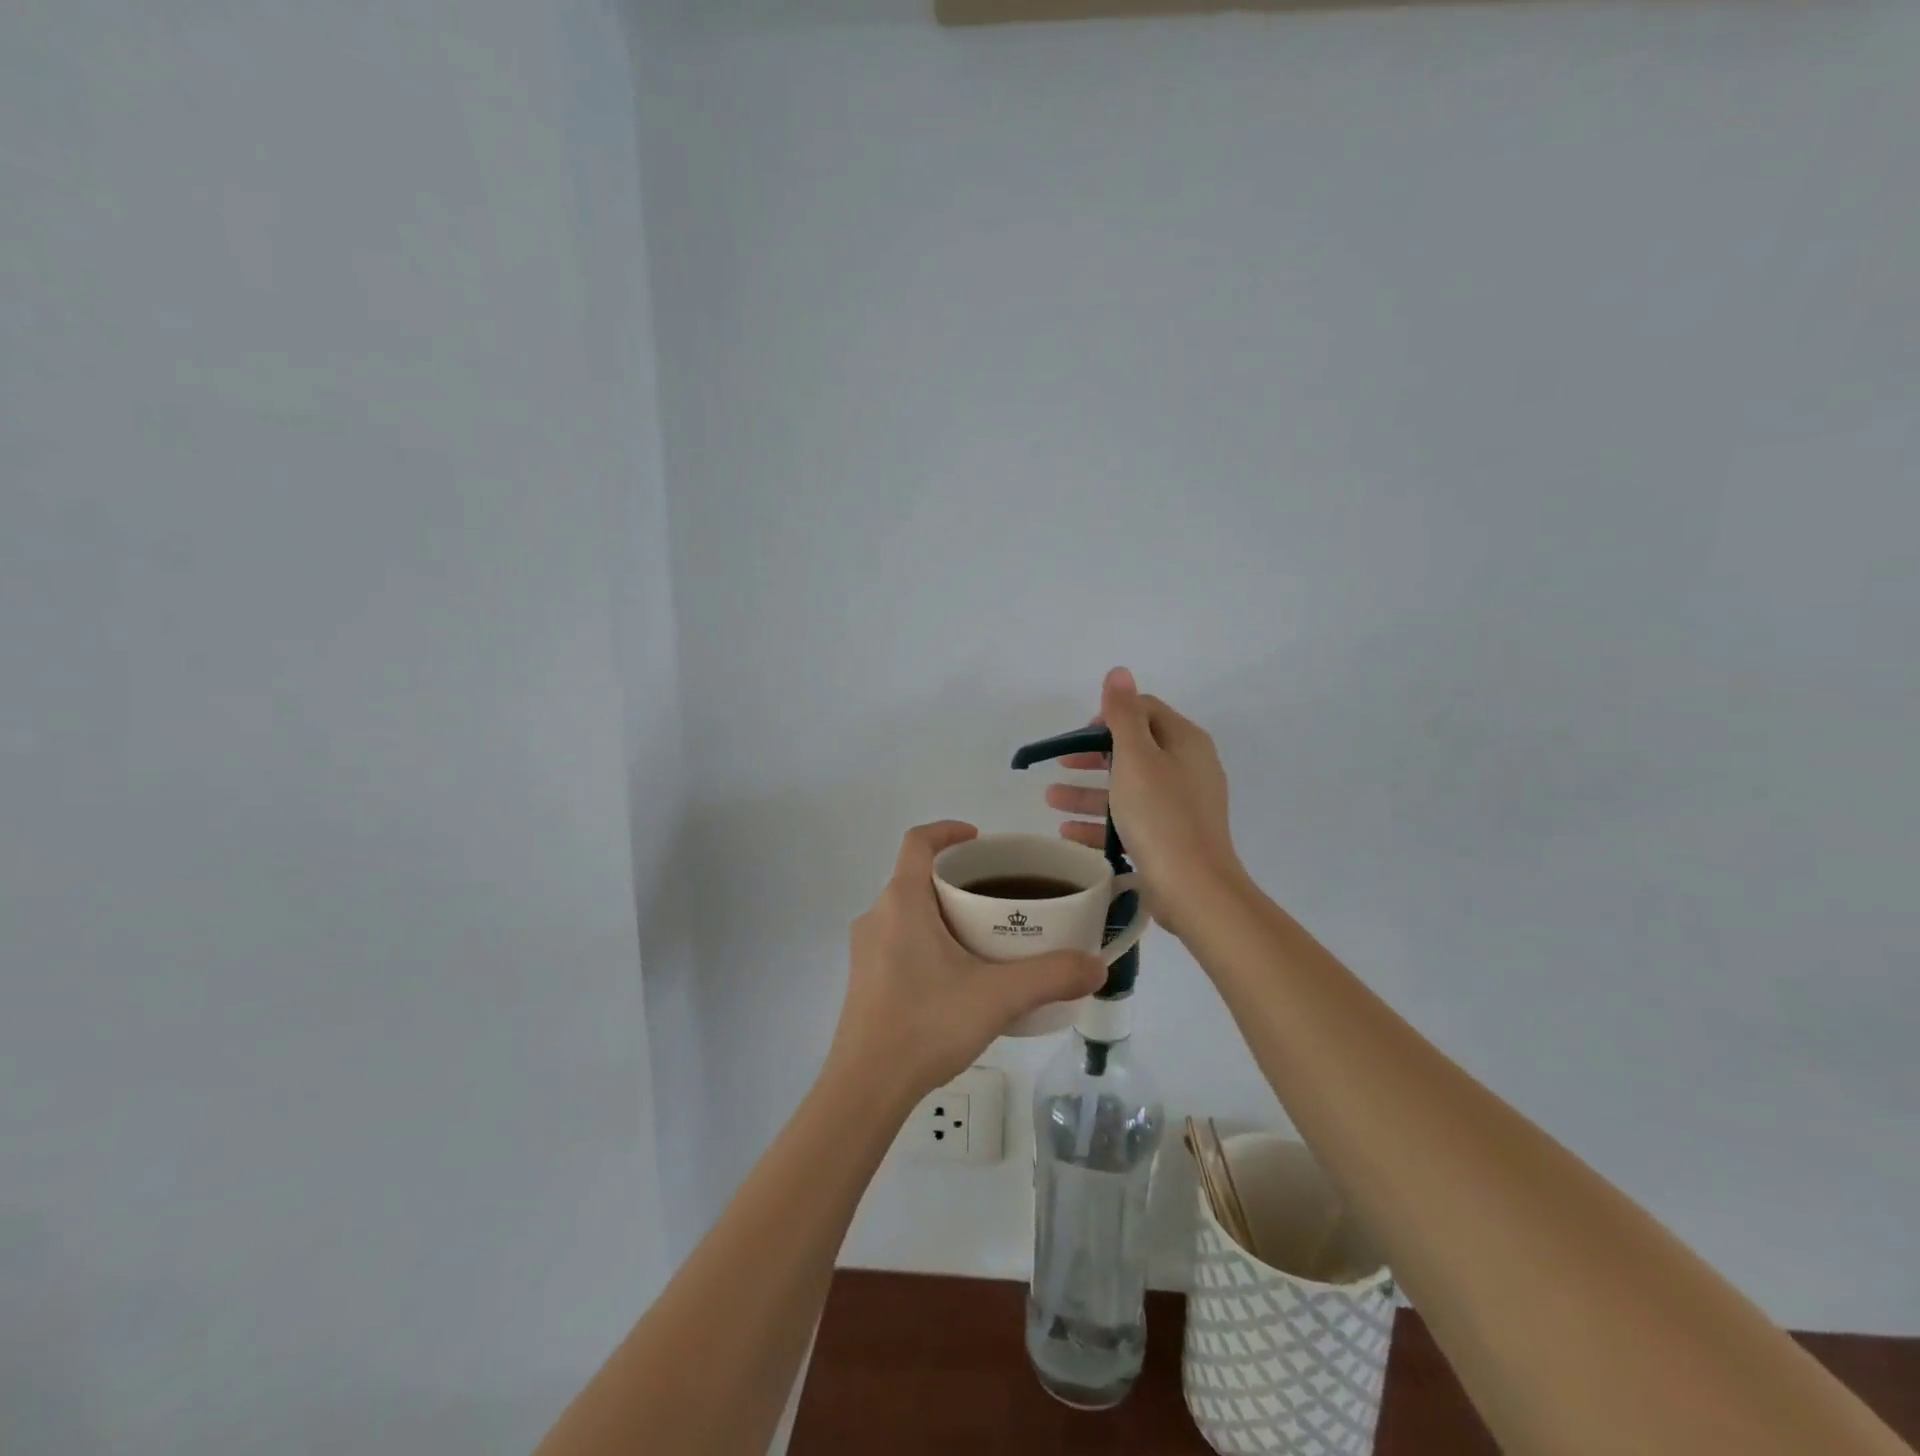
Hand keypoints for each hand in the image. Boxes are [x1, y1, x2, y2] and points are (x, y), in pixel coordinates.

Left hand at [828, 822, 1105, 1100]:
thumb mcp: (998, 996)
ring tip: (984, 936)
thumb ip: (1051, 976)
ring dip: (942, 911)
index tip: (980, 840)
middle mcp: (876, 916)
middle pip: (916, 877)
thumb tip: (1096, 965)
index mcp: (902, 902)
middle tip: (998, 895)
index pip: (917, 841)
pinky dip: (928, 939)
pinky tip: (957, 976)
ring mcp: (865, 950)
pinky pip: (898, 940)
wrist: (866, 1088)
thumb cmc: (927, 1025)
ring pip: (907, 911)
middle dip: (956, 878)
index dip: (948, 830)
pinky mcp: (864, 979)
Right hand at [1045, 668, 1244, 938]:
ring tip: (1050, 799)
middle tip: (1060, 764)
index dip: (1108, 716)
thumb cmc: (1161, 814)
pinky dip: (1100, 822)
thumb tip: (1119, 671)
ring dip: (1088, 790)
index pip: (1144, 711)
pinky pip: (1130, 820)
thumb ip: (1124, 714)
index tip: (1078, 735)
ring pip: (1127, 788)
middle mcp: (1187, 768)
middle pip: (1134, 750)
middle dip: (1092, 756)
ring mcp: (1181, 805)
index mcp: (1185, 742)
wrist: (1194, 888)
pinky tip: (1067, 832)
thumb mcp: (1136, 757)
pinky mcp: (1171, 837)